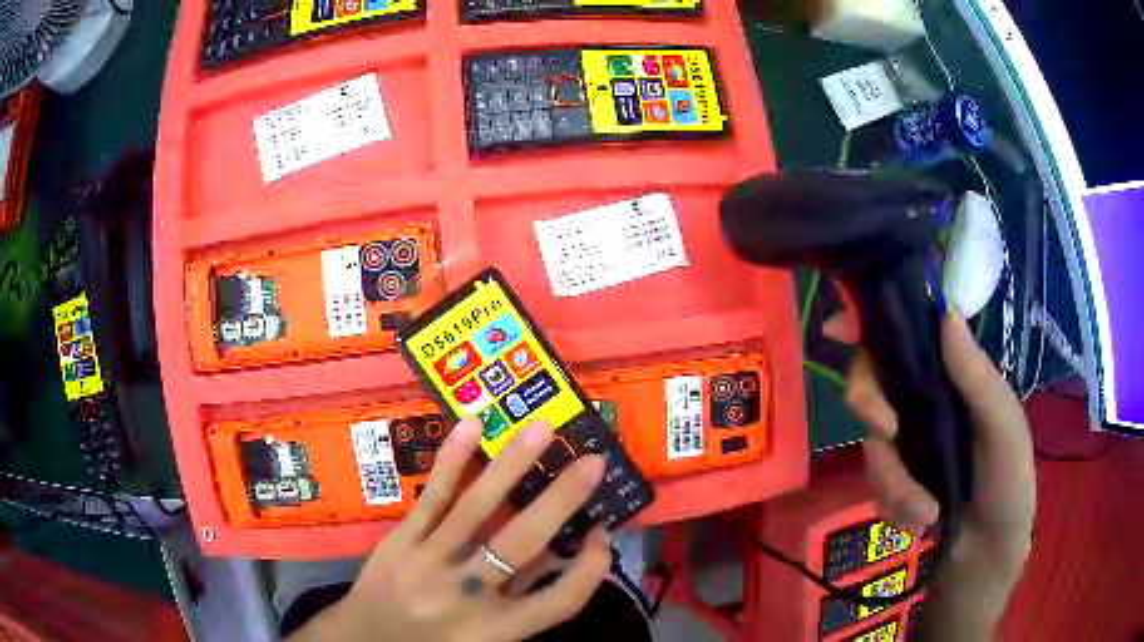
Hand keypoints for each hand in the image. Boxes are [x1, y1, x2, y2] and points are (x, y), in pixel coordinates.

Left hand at [289, 418, 610, 641]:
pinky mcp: (401, 540)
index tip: (602, 534)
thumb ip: (522, 596)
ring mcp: (429, 563)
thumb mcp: (486, 635)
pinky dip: (453, 460)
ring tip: (542, 430)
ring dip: (511, 465)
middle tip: (593, 462)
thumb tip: (560, 550)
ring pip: (475, 509)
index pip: (559, 601)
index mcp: (496, 630)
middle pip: (523, 545)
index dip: (589, 568)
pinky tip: (472, 427)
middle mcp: (467, 596)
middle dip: (562, 500)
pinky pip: (431, 497)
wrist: (367, 640)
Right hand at [844, 312, 1035, 639]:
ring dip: (894, 482)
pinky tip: (919, 520)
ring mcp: (906, 443)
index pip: (908, 335)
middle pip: (873, 381)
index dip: (870, 323)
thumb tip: (945, 312)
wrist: (985, 554)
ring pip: (871, 443)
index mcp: (953, 376)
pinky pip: (873, 483)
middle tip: (887, 432)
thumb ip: (978, 377)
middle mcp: (925, 401)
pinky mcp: (893, 480)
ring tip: (925, 512)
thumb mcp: (1003, 428)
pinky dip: (893, 504)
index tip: (838, 329)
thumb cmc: (1008, 483)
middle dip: (870, 404)